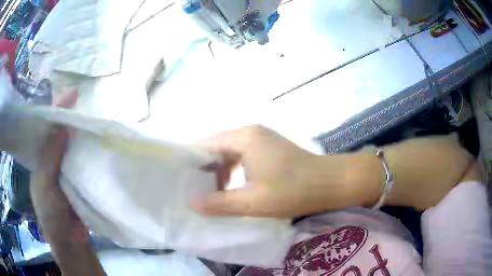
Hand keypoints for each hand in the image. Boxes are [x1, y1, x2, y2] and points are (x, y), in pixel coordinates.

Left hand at [30, 89, 105, 275]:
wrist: (71, 243)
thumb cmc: (52, 216)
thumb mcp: (45, 186)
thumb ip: (50, 158)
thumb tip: (63, 126)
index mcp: (41, 158)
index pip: (47, 128)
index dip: (57, 110)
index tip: (73, 92)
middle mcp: (54, 159)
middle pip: (61, 132)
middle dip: (70, 116)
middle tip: (84, 101)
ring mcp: (68, 169)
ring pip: (74, 145)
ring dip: (82, 133)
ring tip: (95, 116)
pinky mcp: (82, 180)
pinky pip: (85, 160)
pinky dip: (91, 151)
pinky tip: (100, 142)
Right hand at [192, 125, 360, 217]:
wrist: (331, 184)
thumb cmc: (293, 190)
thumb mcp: (252, 202)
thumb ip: (219, 202)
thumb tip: (192, 202)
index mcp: (244, 138)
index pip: (206, 144)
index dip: (191, 161)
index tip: (180, 178)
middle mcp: (251, 132)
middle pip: (218, 147)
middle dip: (204, 168)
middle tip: (192, 189)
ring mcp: (263, 140)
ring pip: (231, 153)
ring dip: (220, 171)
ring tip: (210, 192)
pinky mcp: (270, 149)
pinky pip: (243, 157)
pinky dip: (234, 171)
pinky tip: (232, 188)